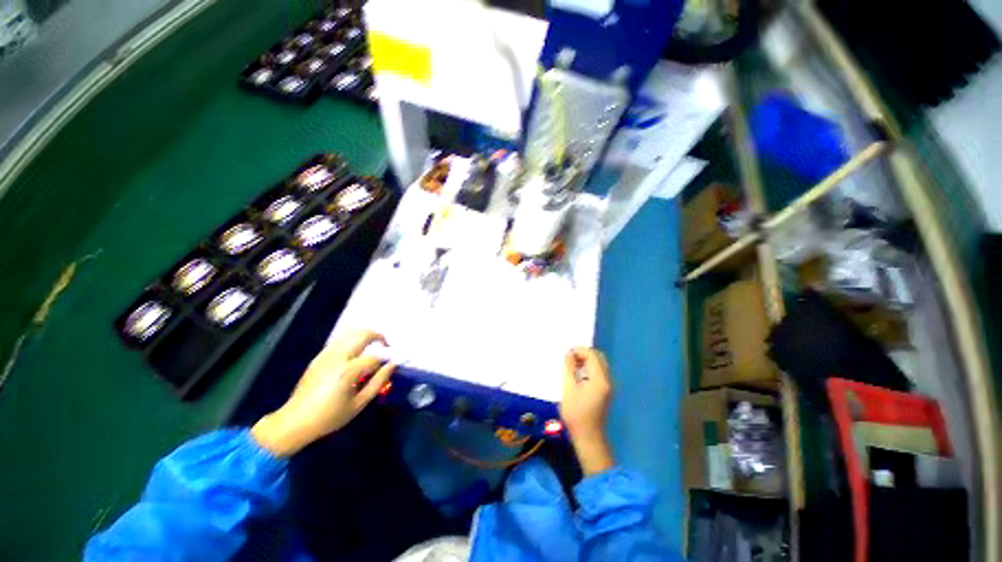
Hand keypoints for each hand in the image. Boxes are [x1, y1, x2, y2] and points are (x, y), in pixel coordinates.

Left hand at [251, 330, 394, 456]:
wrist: (294, 421)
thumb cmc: (329, 417)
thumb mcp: (358, 404)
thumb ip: (378, 382)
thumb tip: (392, 366)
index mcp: (348, 371)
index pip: (374, 358)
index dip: (385, 360)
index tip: (390, 366)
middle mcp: (337, 357)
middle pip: (362, 334)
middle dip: (378, 336)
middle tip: (385, 345)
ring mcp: (326, 355)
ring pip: (350, 333)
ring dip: (365, 335)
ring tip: (372, 346)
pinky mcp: (319, 357)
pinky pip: (340, 341)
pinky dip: (352, 340)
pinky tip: (356, 352)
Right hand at [560, 347, 614, 474]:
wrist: (588, 437)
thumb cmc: (576, 414)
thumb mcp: (568, 389)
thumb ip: (569, 369)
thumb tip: (569, 354)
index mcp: (600, 379)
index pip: (592, 355)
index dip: (579, 351)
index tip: (566, 354)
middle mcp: (607, 380)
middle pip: (598, 357)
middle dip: (583, 354)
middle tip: (569, 358)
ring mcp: (608, 386)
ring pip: (599, 364)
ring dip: (586, 360)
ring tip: (571, 365)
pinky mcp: (605, 391)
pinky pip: (599, 372)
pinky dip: (589, 368)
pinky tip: (578, 374)